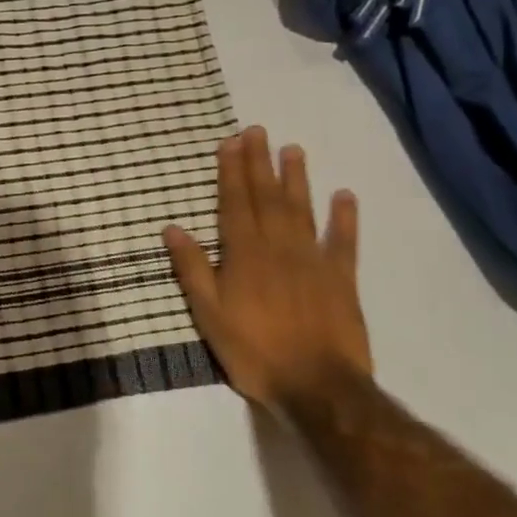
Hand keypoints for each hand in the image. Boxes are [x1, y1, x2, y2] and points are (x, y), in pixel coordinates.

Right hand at [163, 126, 369, 406]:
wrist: (317, 385)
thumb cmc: (254, 350)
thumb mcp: (209, 314)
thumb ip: (193, 269)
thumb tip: (172, 228)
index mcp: (244, 254)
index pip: (234, 203)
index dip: (230, 172)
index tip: (230, 142)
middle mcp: (278, 247)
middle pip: (267, 197)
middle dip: (259, 163)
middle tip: (257, 131)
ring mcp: (313, 260)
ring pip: (302, 210)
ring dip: (297, 178)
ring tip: (292, 149)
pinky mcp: (341, 278)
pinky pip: (343, 241)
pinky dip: (344, 217)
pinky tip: (344, 195)